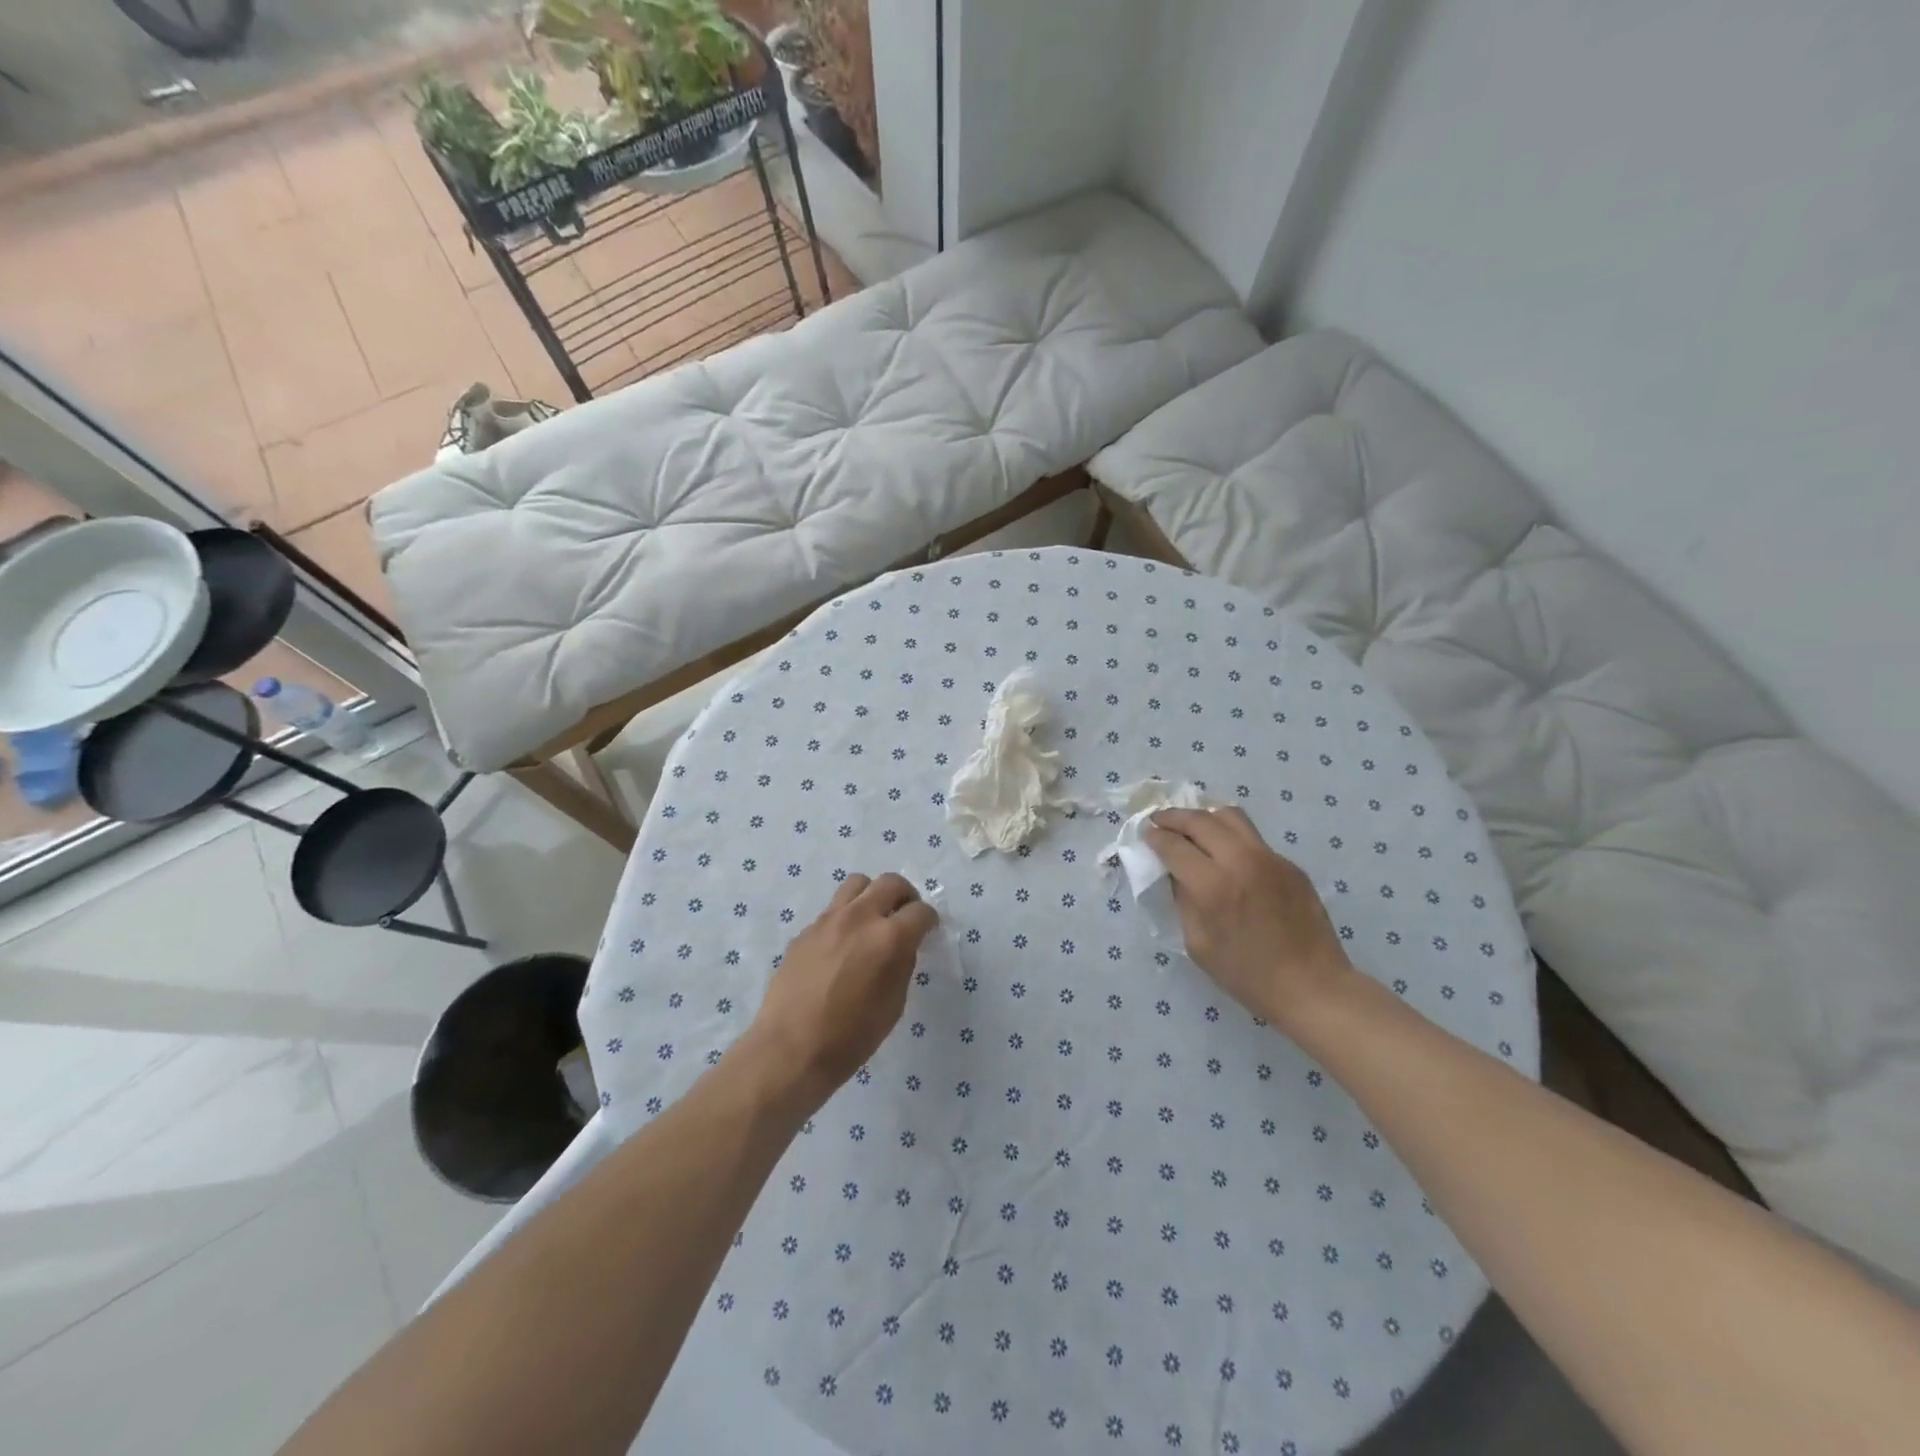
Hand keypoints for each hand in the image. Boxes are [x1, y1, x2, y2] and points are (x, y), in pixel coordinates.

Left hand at [746, 873, 938, 1108]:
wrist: (790, 1050)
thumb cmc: (851, 1037)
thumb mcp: (893, 1005)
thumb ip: (902, 965)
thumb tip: (902, 946)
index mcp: (889, 938)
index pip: (920, 911)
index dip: (929, 920)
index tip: (927, 930)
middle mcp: (859, 917)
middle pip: (890, 882)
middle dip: (905, 896)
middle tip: (905, 916)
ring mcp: (828, 920)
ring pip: (857, 884)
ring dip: (872, 896)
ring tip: (873, 920)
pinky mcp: (805, 931)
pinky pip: (832, 910)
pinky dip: (845, 918)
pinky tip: (841, 947)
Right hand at [1145, 807, 1352, 1028]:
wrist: (1311, 986)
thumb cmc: (1246, 974)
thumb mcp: (1197, 943)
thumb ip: (1183, 900)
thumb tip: (1175, 873)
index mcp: (1212, 886)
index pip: (1174, 845)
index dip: (1155, 837)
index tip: (1147, 834)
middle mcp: (1240, 861)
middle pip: (1200, 820)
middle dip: (1173, 817)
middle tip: (1160, 821)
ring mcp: (1269, 858)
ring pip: (1230, 816)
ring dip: (1204, 817)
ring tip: (1192, 827)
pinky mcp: (1289, 864)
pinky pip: (1252, 838)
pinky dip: (1231, 837)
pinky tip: (1226, 854)